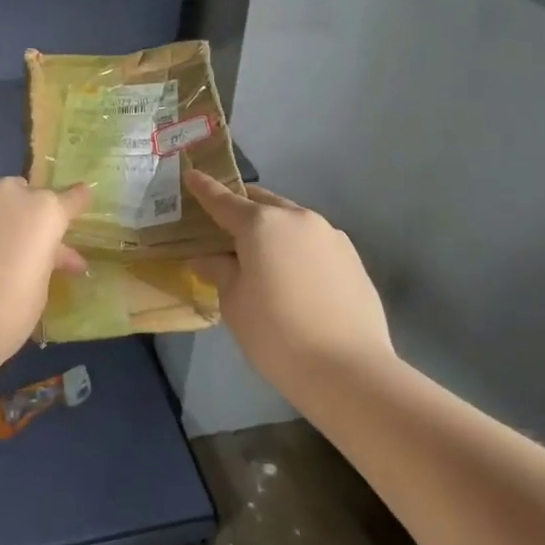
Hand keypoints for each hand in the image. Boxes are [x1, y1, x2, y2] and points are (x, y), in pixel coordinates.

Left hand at [0, 178, 92, 371]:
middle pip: (18, 192)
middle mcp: (7, 191)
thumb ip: (48, 259)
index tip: (80, 196)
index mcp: (44, 211)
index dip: (75, 200)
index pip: (70, 198)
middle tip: (10, 243)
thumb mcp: (40, 286)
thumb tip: (59, 254)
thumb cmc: (8, 313)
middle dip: (18, 212)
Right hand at [185, 173, 393, 400]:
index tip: (191, 174)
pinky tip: (294, 276)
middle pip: (262, 203)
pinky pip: (314, 241)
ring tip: (261, 257)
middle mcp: (297, 218)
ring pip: (291, 220)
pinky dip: (296, 248)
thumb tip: (206, 258)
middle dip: (242, 208)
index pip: (224, 201)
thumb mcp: (234, 303)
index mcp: (261, 224)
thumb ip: (219, 271)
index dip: (205, 189)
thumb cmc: (276, 333)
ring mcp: (330, 235)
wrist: (348, 370)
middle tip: (224, 226)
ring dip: (272, 229)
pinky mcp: (352, 257)